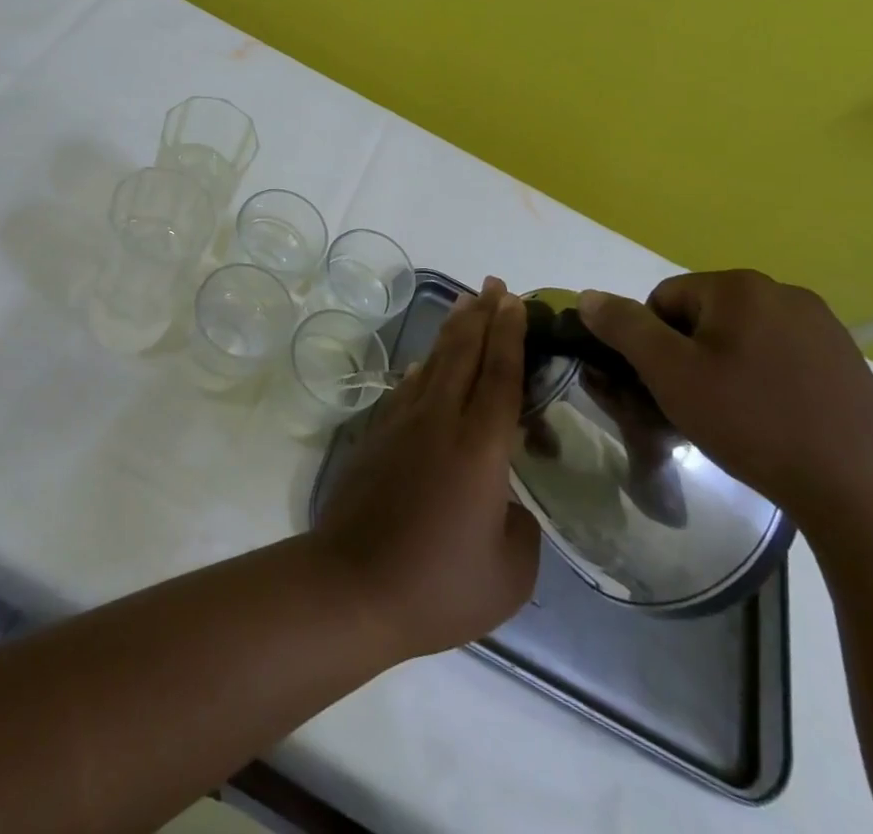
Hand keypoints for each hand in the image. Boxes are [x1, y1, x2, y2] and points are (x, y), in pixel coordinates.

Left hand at [311, 278, 540, 658]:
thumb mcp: (509, 573)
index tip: (517, 301)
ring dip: (453, 332)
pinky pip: (409, 387)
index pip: (500, 374)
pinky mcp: (377, 435)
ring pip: (434, 363)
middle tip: (496, 285)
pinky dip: (424, 367)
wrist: (353, 585)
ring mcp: (402, 424)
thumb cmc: (439, 585)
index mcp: (480, 447)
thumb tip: (504, 503)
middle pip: (464, 353)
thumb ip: (519, 528)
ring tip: (466, 305)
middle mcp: (440, 421)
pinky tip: (429, 362)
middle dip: (482, 315)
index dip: (511, 334)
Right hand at [577, 270, 872, 526]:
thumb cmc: (752, 421)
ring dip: (725, 368)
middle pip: (703, 316)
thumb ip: (624, 327)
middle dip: (689, 355)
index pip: (665, 299)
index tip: (666, 385)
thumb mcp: (669, 373)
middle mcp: (784, 293)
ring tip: (734, 418)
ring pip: (742, 338)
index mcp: (739, 287)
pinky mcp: (848, 363)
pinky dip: (765, 381)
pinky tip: (773, 421)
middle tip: (696, 405)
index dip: (653, 342)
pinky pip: (781, 358)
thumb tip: (588, 296)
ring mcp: (823, 328)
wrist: (864, 492)